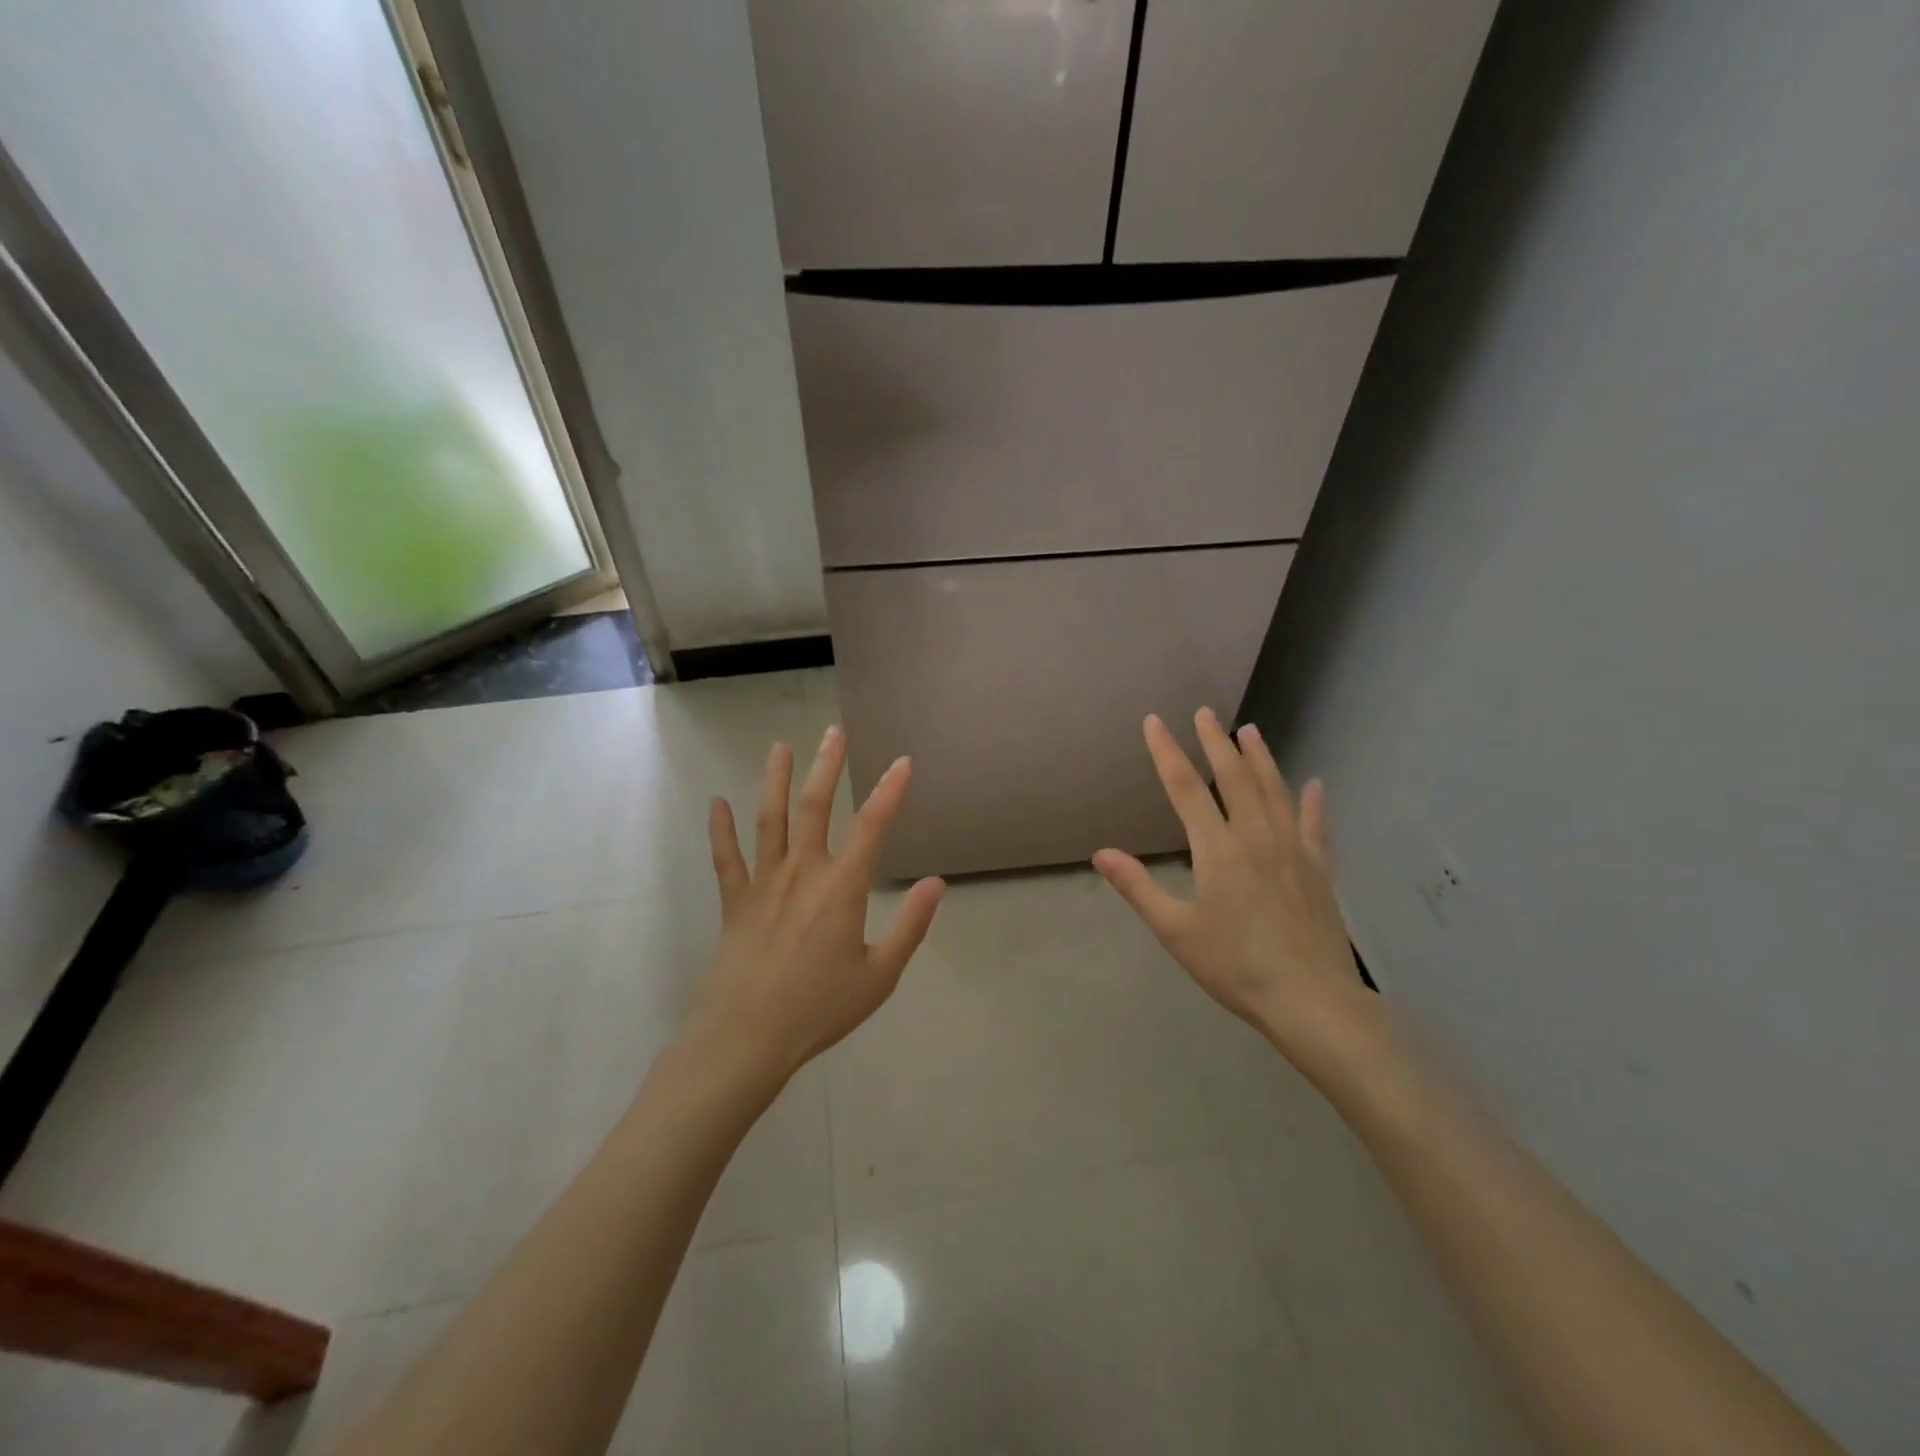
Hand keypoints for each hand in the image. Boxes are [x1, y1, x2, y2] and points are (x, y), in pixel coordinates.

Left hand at [696, 725, 944, 1083]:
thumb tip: (936, 883)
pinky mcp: (735, 901)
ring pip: (770, 819)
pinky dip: (721, 829)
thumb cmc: (819, 1009)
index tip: (902, 762)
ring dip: (777, 781)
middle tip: (833, 732)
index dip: (890, 791)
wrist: (746, 1037)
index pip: (872, 827)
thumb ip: (910, 927)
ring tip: (780, 748)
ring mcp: (763, 883)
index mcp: (842, 888)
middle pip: (816, 807)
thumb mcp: (879, 976)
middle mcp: (802, 873)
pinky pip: (726, 857)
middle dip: (827, 766)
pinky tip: (717, 802)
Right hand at [1094, 710, 1374, 1075]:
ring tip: (1250, 730)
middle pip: (1234, 777)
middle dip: (1215, 742)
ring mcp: (1293, 850)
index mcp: (1217, 849)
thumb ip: (1138, 887)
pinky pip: (1315, 826)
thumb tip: (1101, 853)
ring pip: (1275, 791)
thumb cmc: (1236, 967)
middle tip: (1205, 711)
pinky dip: (1313, 803)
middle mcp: (1256, 837)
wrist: (1312, 1000)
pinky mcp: (1319, 869)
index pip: (1185, 788)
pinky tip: (1315, 785)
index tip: (1155, 722)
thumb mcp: (1176, 931)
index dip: (1167, 751)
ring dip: (1261, 758)